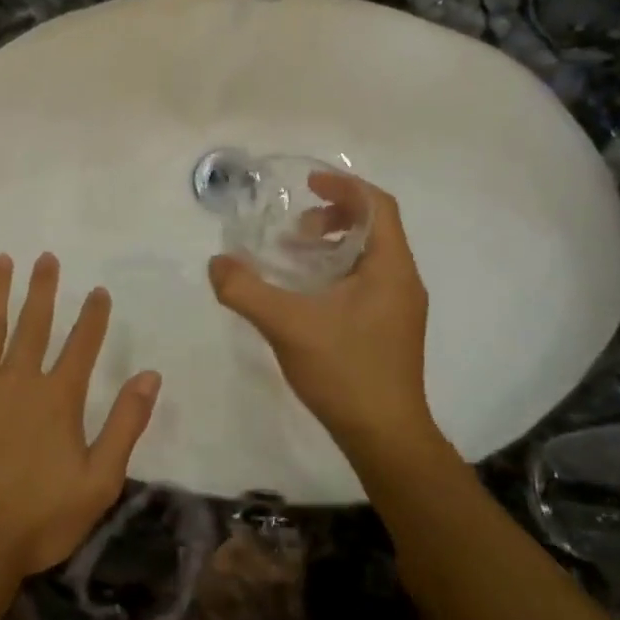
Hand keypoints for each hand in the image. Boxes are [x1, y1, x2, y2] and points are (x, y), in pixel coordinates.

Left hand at [0, 254, 161, 593]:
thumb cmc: (36, 520)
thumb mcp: (99, 482)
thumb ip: (126, 425)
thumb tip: (151, 375)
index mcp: (58, 398)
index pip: (82, 345)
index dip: (93, 316)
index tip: (98, 290)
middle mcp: (19, 378)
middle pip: (34, 324)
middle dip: (42, 289)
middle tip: (46, 258)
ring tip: (2, 259)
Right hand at [208, 173, 438, 459]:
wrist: (385, 436)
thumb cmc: (345, 371)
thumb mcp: (288, 325)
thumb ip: (246, 290)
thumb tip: (217, 264)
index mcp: (391, 267)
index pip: (378, 205)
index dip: (344, 186)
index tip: (309, 183)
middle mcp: (402, 280)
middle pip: (374, 227)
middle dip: (333, 215)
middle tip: (295, 228)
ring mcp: (400, 307)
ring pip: (369, 255)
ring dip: (333, 244)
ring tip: (294, 256)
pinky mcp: (390, 328)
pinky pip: (366, 280)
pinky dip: (336, 271)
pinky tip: (306, 294)